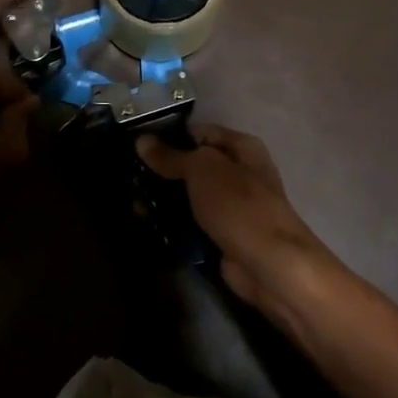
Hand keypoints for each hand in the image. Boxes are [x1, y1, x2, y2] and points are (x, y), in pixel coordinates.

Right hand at [137, 125, 332, 310]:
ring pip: (188, 195)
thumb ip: (172, 156)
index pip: (199, 132)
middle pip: (192, 165)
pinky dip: (171, 223)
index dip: (169, 135)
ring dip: (163, 198)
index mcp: (242, 148)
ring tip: (130, 200)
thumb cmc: (239, 206)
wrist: (269, 265)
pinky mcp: (221, 234)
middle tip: (128, 174)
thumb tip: (142, 141)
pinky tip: (145, 222)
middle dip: (162, 170)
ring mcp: (230, 206)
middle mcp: (238, 173)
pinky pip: (190, 222)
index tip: (137, 144)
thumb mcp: (203, 170)